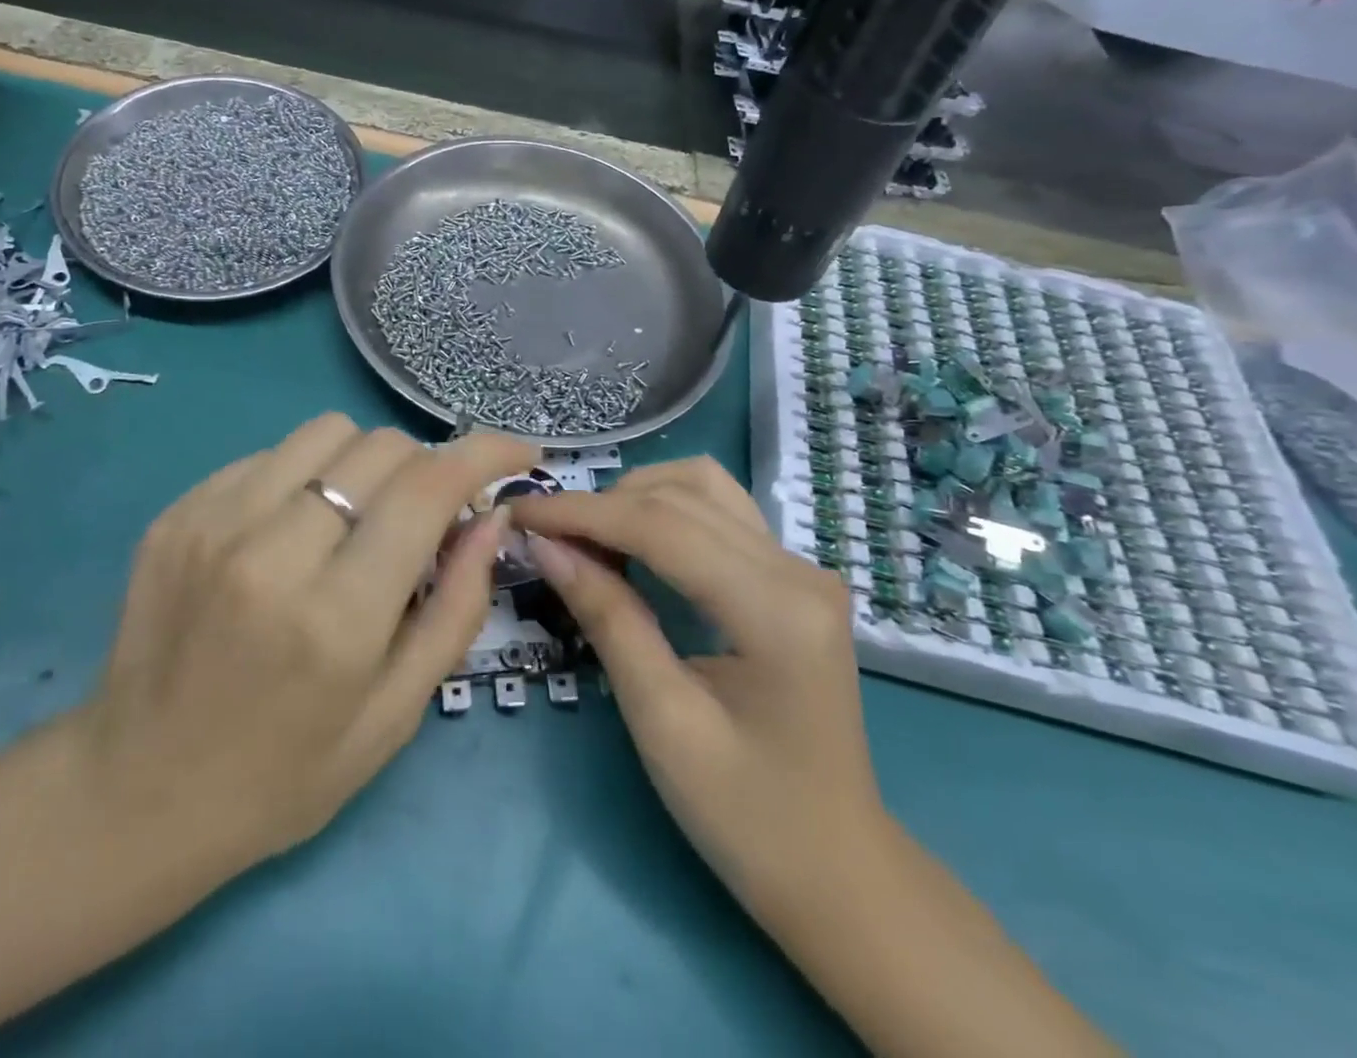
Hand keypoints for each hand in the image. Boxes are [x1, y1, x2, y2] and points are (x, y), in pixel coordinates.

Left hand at [0, 415, 535, 1056]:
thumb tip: (491, 517)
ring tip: (359, 517)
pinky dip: (305, 477)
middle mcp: (272, 551)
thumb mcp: (394, 714)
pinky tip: (295, 531)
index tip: (517, 452)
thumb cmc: (283, 774)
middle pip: (381, 447)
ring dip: (365, 462)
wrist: (133, 794)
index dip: (485, 453)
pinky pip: (270, 455)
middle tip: (427, 514)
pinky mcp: (178, 513)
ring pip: (326, 432)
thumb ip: (456, 607)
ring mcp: (213, 522)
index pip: (428, 488)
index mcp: (336, 616)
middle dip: (425, 467)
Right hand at [514, 461, 1118, 1057]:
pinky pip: (719, 512)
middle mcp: (798, 569)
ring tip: (586, 537)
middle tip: (543, 534)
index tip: (521, 513)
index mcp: (776, 609)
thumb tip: (545, 546)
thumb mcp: (662, 720)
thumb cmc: (745, 816)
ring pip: (702, 487)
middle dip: (601, 504)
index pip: (662, 527)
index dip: (583, 513)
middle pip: (681, 496)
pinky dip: (664, 511)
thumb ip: (607, 617)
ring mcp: (801, 568)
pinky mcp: (792, 577)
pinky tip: (631, 541)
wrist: (835, 868)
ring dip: (635, 497)